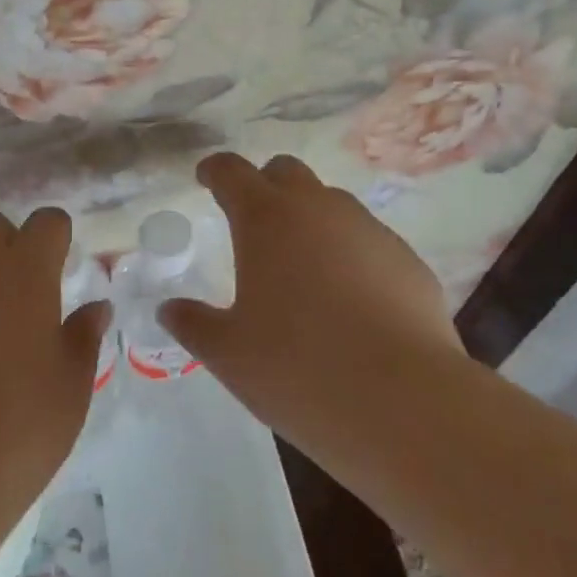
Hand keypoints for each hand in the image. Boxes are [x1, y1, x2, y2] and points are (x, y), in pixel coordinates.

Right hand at [161, 153, 464, 466]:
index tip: (205, 179)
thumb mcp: (229, 354)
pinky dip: (350, 254)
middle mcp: (317, 208)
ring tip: (304, 269)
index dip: (214, 171)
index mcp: (264, 219)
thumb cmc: (299, 370)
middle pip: (285, 171)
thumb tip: (169, 309)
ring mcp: (368, 229)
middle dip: (264, 185)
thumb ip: (193, 324)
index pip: (231, 171)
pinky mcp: (407, 259)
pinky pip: (367, 241)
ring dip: (310, 220)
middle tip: (253, 223)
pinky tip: (352, 302)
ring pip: (331, 203)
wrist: (406, 404)